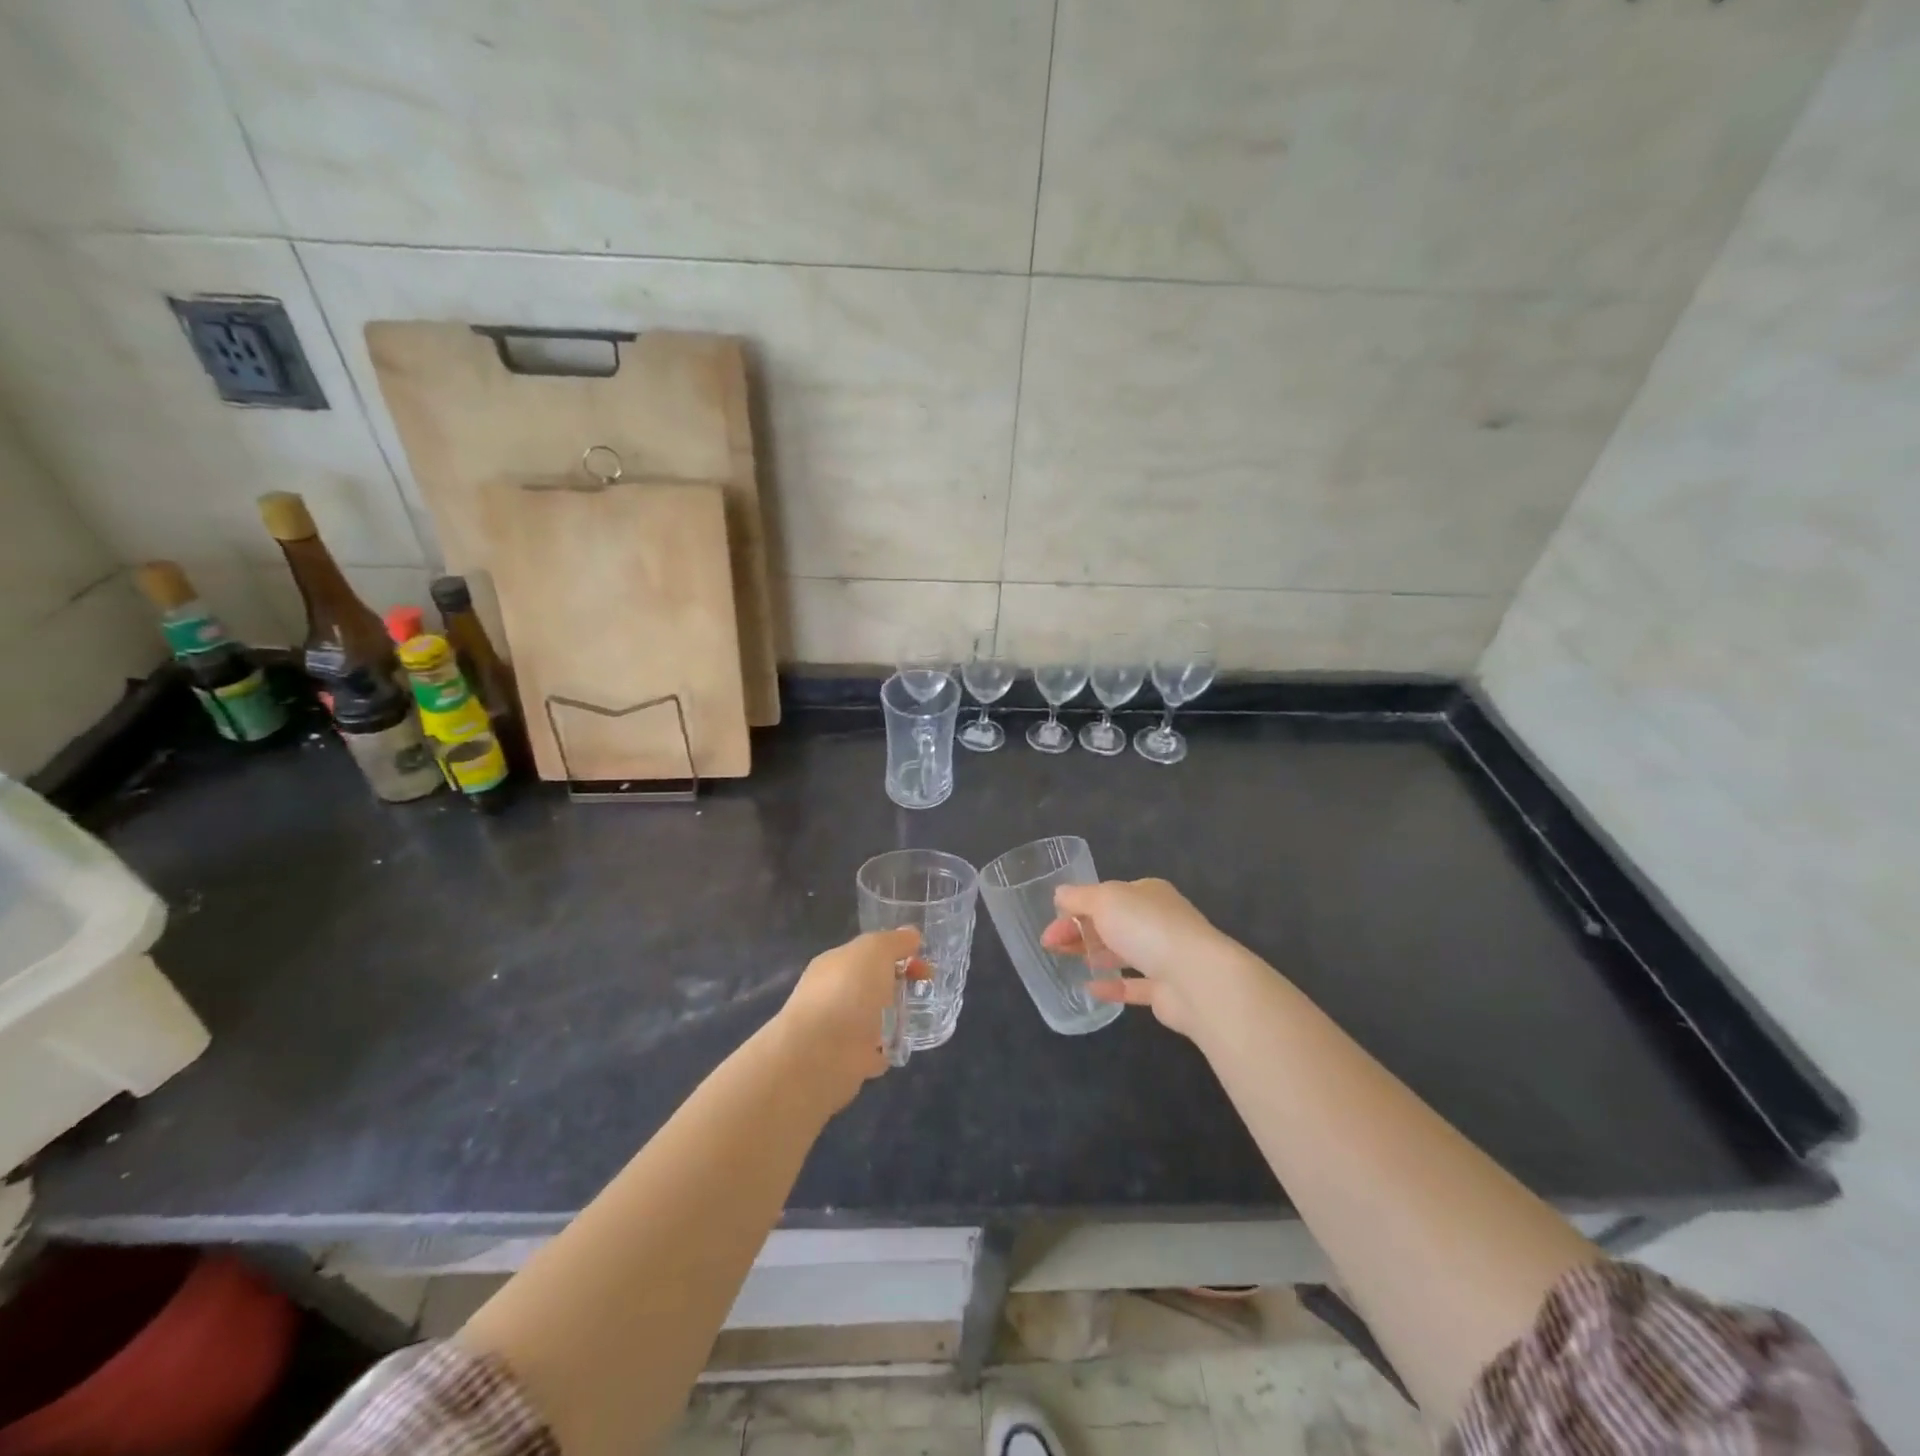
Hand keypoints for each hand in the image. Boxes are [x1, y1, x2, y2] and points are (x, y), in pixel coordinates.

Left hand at [775, 928, 919, 1106]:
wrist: (820, 1056)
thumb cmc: (847, 992)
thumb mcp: (875, 951)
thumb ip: (895, 941)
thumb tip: (912, 935)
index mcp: (835, 964)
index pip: (868, 952)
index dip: (898, 953)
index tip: (924, 963)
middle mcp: (832, 993)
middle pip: (871, 983)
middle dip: (897, 983)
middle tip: (926, 989)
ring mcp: (838, 1029)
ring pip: (871, 1017)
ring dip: (891, 1017)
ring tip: (917, 1017)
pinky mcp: (846, 1062)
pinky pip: (872, 1051)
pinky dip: (884, 1049)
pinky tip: (899, 1047)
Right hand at [1041, 879, 1251, 1039]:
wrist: (1196, 978)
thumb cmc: (1146, 928)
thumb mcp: (1104, 900)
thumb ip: (1079, 897)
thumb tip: (1060, 893)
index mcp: (1147, 893)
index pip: (1105, 897)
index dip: (1075, 909)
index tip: (1050, 929)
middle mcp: (1158, 920)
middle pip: (1112, 924)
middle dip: (1080, 932)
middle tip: (1051, 947)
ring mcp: (1166, 955)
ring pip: (1123, 952)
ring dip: (1096, 954)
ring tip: (1067, 962)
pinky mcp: (1167, 990)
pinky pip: (1134, 985)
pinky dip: (1112, 986)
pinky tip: (1090, 989)